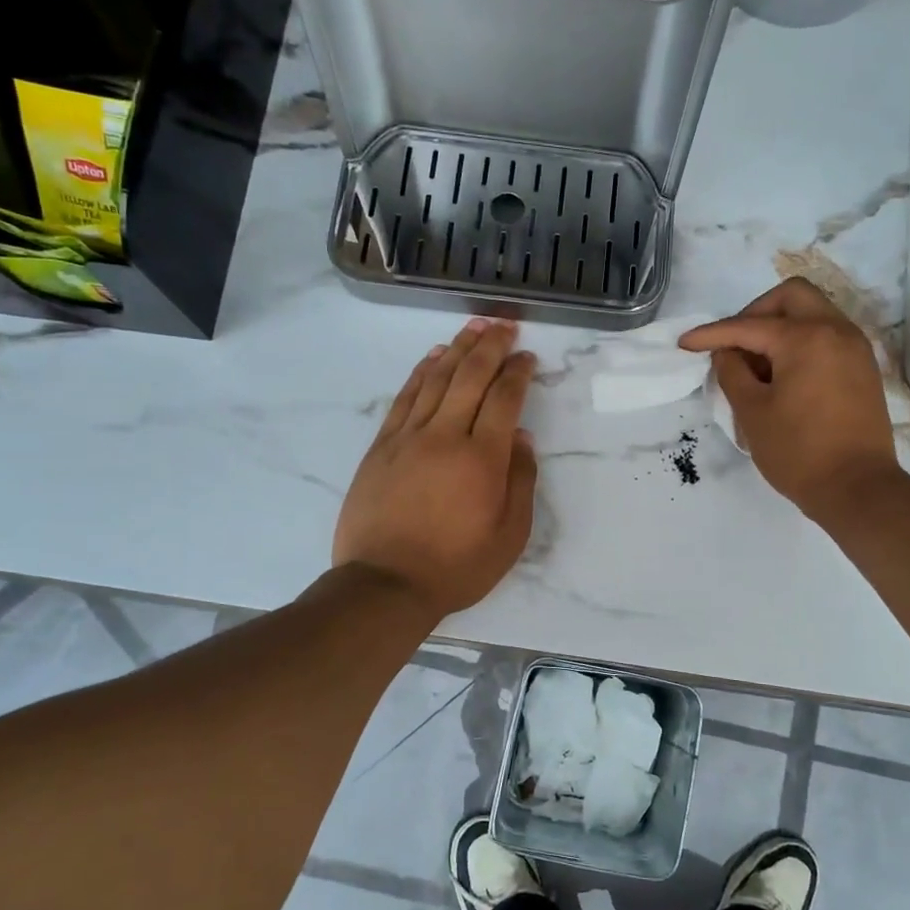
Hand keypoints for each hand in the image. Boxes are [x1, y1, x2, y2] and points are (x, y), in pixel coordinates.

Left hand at [334, 319, 538, 619]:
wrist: (385, 584)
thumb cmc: (456, 566)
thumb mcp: (509, 536)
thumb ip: (520, 481)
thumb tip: (521, 439)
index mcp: (482, 460)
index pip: (504, 399)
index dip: (518, 372)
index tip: (527, 357)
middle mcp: (445, 437)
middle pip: (470, 377)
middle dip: (490, 346)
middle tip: (504, 325)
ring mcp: (408, 438)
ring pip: (436, 379)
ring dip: (457, 349)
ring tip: (473, 327)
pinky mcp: (382, 447)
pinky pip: (405, 398)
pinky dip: (421, 372)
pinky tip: (433, 358)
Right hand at [680, 278, 900, 525]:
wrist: (858, 488)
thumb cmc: (798, 452)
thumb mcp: (752, 412)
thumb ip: (732, 372)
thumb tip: (727, 353)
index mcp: (806, 338)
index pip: (749, 326)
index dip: (712, 334)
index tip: (685, 344)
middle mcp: (836, 330)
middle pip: (791, 296)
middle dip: (755, 313)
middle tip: (734, 345)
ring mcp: (855, 348)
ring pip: (812, 313)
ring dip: (779, 327)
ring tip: (757, 366)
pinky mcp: (862, 368)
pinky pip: (827, 336)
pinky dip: (801, 343)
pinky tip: (783, 376)